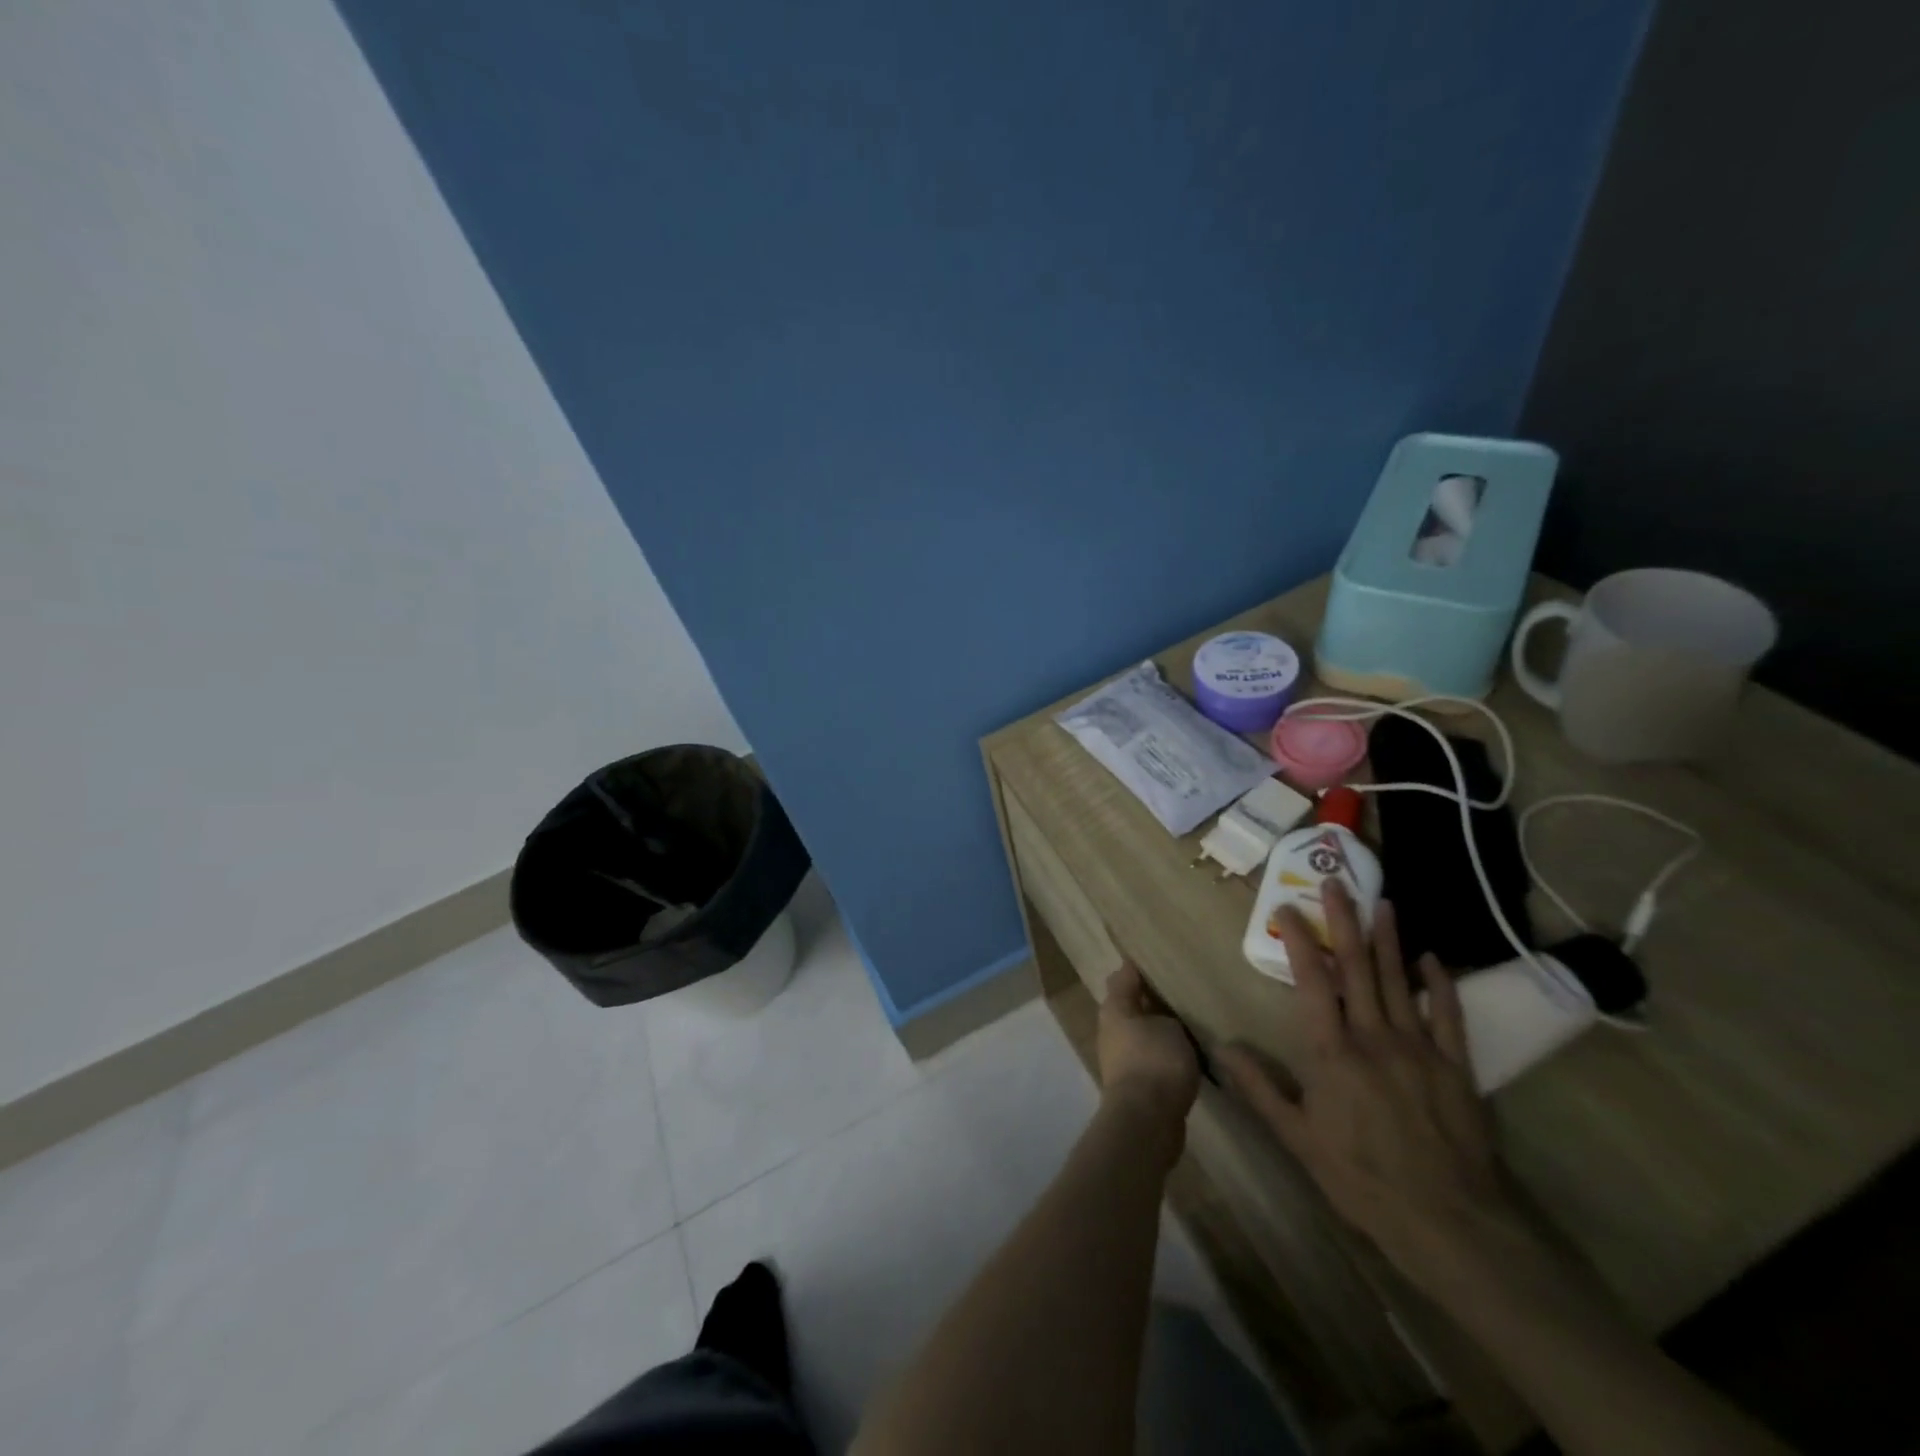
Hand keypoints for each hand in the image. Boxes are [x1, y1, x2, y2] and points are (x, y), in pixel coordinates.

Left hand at [1097, 962, 1200, 1133]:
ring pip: (1142, 1035)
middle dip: (1152, 1000)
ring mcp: (1120, 1059)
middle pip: (1131, 1007)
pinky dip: (1166, 1056)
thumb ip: (1166, 1014)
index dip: (1138, 968)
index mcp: (1114, 1008)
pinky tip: (1189, 1056)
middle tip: (1182, 991)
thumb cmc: (1155, 1060)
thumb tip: (1163, 1015)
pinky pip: (1152, 1059)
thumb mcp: (1168, 1026)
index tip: (1157, 958)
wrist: (1146, 1120)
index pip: (1123, 978)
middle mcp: (1111, 1030)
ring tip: (1191, 1023)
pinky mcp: (1134, 1085)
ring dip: (1160, 1031)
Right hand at [1218, 882, 1522, 1290]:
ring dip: (1389, 939)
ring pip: (1399, 981)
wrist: (1449, 1222)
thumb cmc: (1362, 1178)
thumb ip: (1259, 1088)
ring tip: (1381, 901)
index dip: (1299, 941)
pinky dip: (1439, 984)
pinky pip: (1448, 1015)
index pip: (1312, 982)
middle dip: (1344, 921)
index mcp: (1332, 1052)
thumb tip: (1221, 1048)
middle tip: (1337, 881)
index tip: (1287, 908)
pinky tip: (1433, 958)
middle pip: (1357, 968)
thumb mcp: (1298, 1139)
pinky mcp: (1456, 1066)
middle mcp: (1374, 1037)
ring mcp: (1419, 1048)